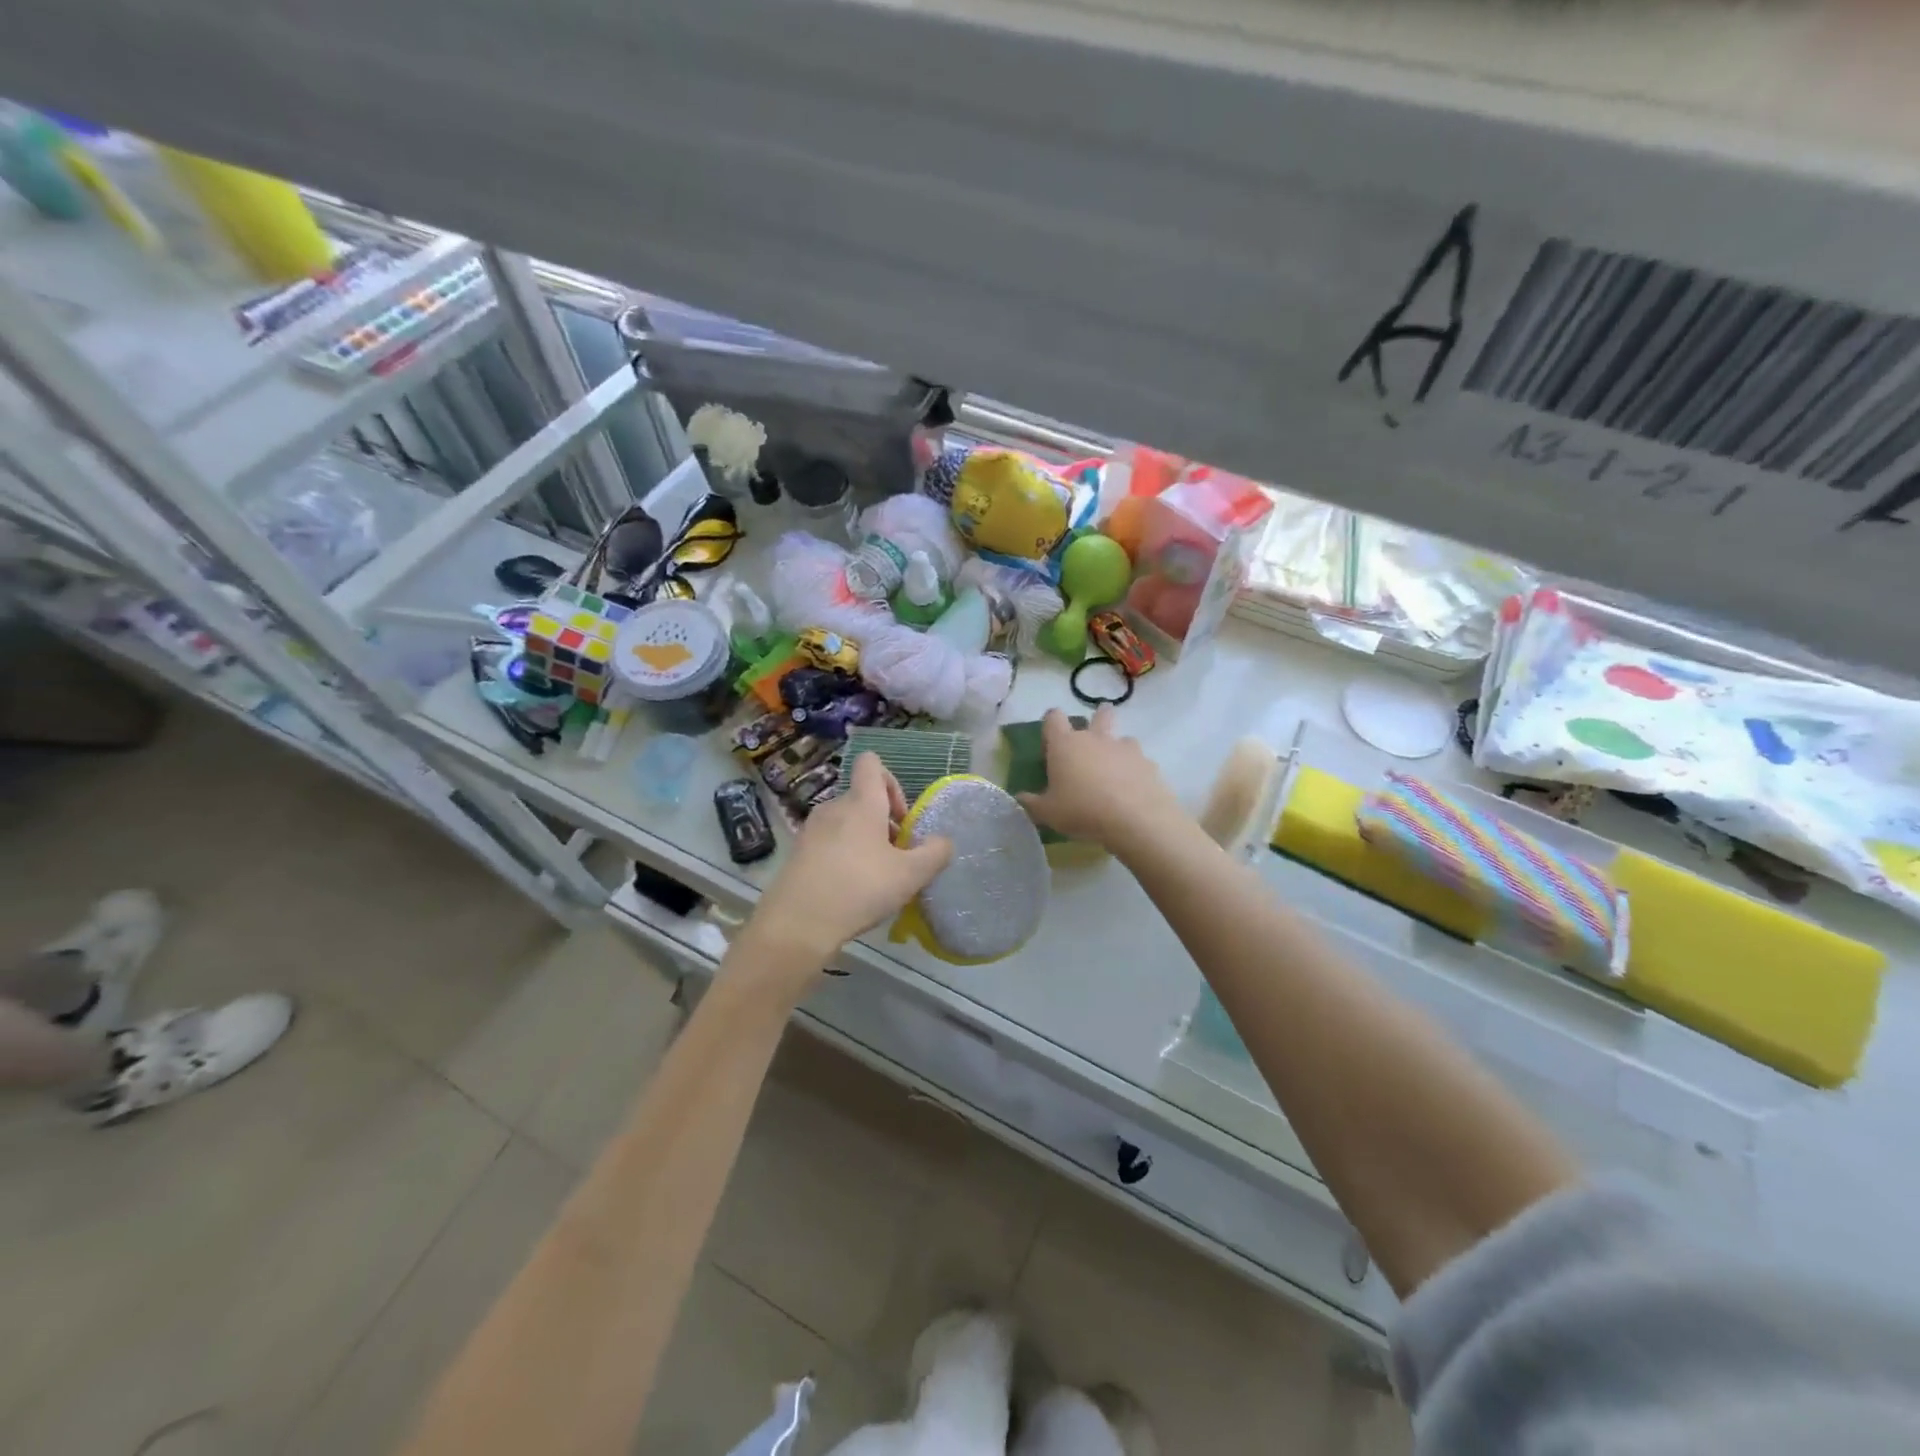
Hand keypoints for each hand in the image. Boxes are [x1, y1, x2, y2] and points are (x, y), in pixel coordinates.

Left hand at [740, 753, 952, 986]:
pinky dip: (843, 857)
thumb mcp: (911, 875)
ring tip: (875, 878)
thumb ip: (935, 853)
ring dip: (864, 841)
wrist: (797, 924)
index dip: (891, 781)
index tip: (901, 818)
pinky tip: (850, 890)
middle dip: (884, 822)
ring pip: (845, 823)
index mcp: (861, 802)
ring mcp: (811, 829)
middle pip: (862, 799)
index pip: (871, 763)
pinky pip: (828, 843)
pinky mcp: (797, 853)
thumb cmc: (859, 889)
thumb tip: (943, 841)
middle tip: (896, 857)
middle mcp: (833, 807)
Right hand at [1017, 707, 1184, 852]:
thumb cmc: (1082, 811)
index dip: (1051, 724)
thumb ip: (1032, 803)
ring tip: (1114, 773)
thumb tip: (1020, 797)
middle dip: (1097, 719)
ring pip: (1122, 738)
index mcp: (1066, 745)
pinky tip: (1132, 791)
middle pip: (1099, 714)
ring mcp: (1125, 748)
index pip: (1053, 717)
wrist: (1135, 819)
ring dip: (1117, 749)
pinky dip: (1135, 771)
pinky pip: (1139, 761)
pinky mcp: (1148, 763)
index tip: (1051, 742)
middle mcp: (1095, 738)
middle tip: (1093, 740)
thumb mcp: (1048, 813)